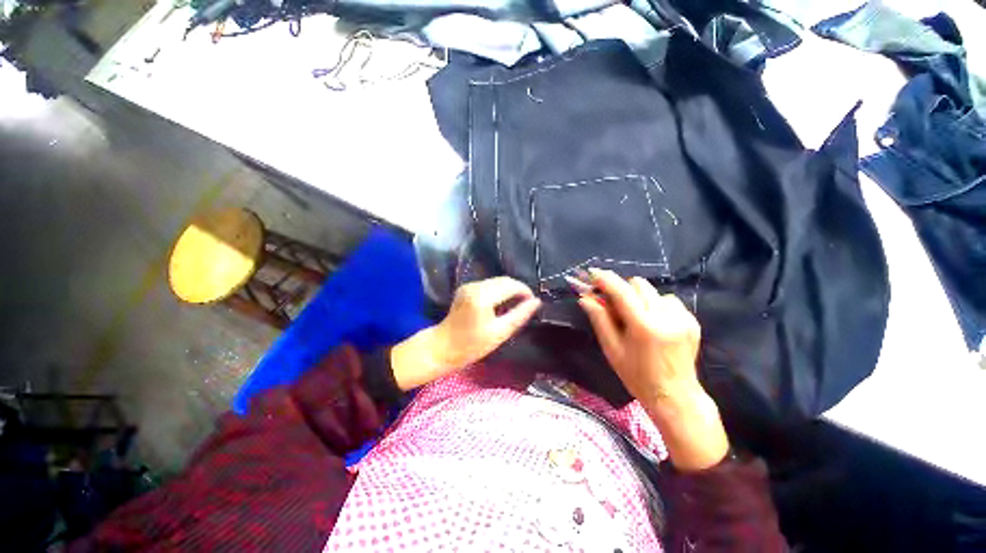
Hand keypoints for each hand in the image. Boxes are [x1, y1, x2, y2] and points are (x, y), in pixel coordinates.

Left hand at [391, 277, 540, 389]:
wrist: (443, 347)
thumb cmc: (472, 345)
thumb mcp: (500, 333)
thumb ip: (519, 315)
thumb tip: (536, 302)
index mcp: (482, 297)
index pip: (510, 285)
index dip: (525, 291)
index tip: (533, 302)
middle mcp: (475, 286)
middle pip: (504, 280)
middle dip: (518, 290)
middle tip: (526, 305)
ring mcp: (468, 285)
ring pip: (496, 281)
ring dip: (508, 290)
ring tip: (515, 305)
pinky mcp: (465, 288)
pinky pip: (488, 285)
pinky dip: (498, 291)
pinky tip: (501, 304)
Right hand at [578, 269, 727, 470]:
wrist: (676, 396)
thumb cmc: (637, 376)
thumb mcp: (612, 349)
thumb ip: (600, 319)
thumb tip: (585, 298)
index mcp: (644, 326)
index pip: (622, 292)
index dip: (605, 280)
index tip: (593, 273)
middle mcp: (666, 317)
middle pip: (638, 284)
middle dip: (622, 289)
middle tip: (612, 303)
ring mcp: (683, 318)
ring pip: (653, 291)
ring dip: (638, 298)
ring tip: (635, 317)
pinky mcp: (692, 321)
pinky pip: (668, 300)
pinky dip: (654, 305)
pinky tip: (653, 323)